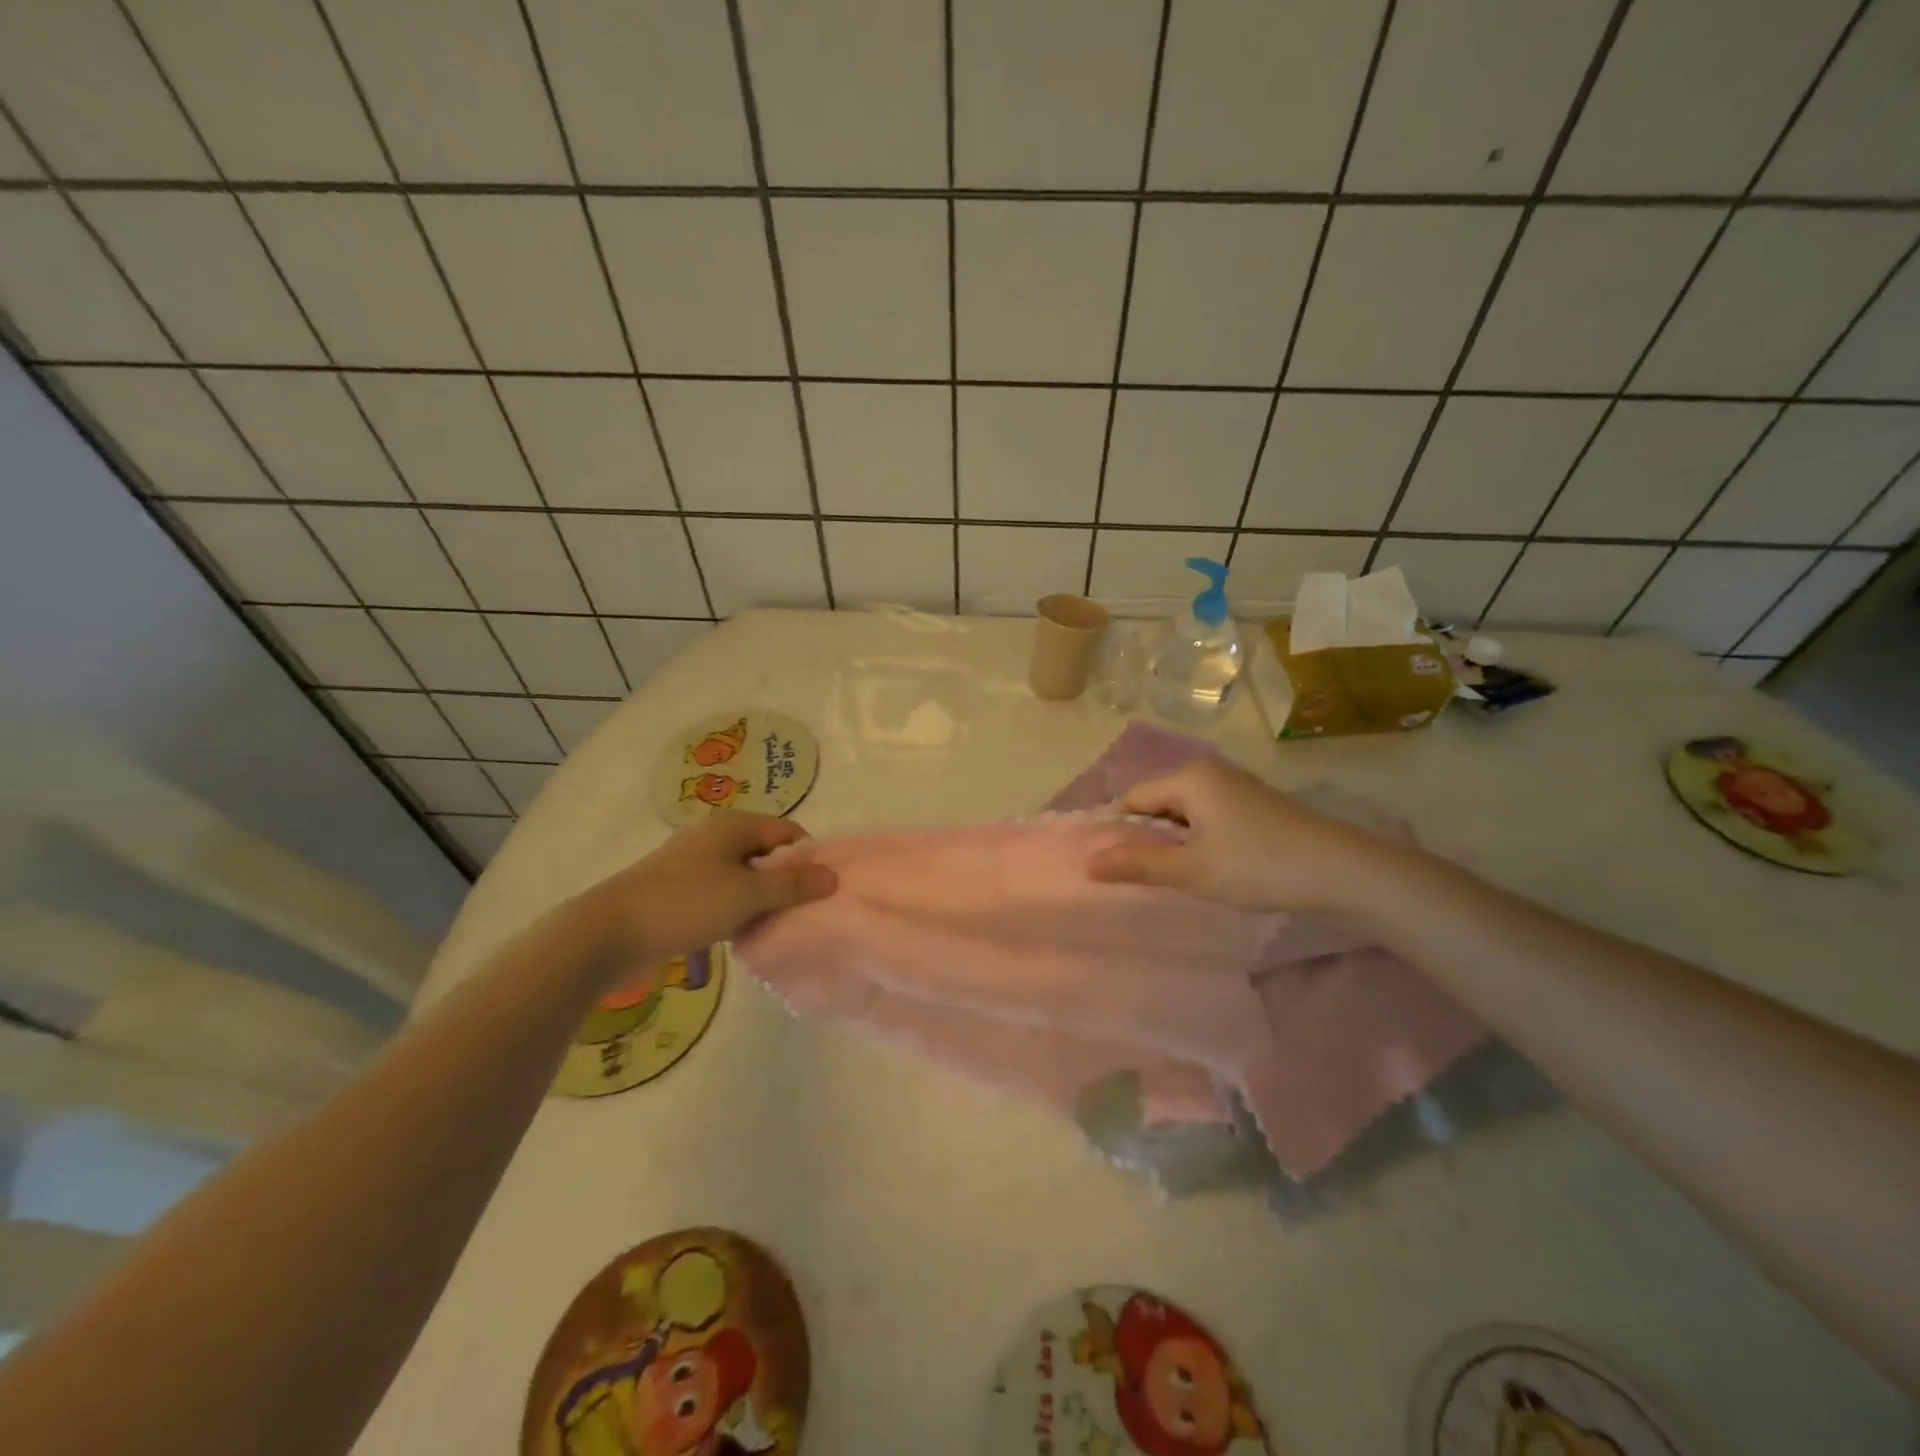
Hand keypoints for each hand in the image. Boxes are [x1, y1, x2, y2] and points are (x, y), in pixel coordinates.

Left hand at [572, 812, 836, 974]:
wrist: (610, 932)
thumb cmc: (685, 903)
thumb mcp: (747, 894)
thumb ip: (792, 885)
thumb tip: (833, 876)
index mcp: (733, 825)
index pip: (788, 831)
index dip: (809, 857)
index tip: (822, 889)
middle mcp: (715, 837)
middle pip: (767, 853)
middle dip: (787, 881)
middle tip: (803, 912)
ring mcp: (695, 864)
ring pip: (745, 877)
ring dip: (763, 899)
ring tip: (777, 926)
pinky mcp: (681, 891)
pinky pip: (724, 894)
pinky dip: (738, 910)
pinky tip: (744, 935)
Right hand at [1086, 758, 1413, 914]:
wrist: (1342, 871)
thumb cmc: (1257, 866)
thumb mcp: (1191, 870)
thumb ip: (1137, 864)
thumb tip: (1088, 863)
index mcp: (1188, 778)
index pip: (1133, 799)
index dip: (1119, 832)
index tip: (1115, 867)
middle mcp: (1209, 772)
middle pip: (1158, 803)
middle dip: (1149, 839)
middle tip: (1148, 878)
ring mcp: (1235, 786)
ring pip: (1185, 813)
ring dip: (1177, 843)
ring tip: (1180, 877)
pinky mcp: (1255, 804)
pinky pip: (1209, 817)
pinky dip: (1201, 840)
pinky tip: (1212, 868)